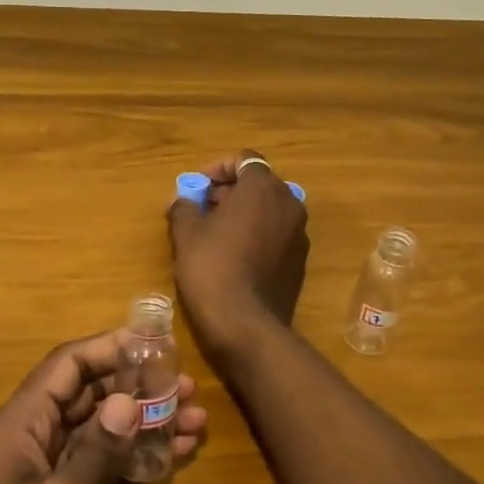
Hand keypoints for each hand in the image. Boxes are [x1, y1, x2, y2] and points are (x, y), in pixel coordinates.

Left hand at [0, 332, 205, 483]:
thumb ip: (98, 449)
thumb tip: (129, 398)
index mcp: (20, 425)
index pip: (68, 366)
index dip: (110, 348)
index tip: (157, 345)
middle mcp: (35, 441)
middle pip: (89, 396)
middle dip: (138, 388)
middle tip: (188, 387)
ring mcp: (51, 477)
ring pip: (103, 433)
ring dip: (146, 424)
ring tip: (197, 420)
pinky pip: (106, 469)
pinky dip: (138, 460)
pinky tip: (177, 456)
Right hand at [167, 149, 309, 356]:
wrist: (245, 324)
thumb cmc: (212, 267)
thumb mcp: (186, 233)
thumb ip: (184, 207)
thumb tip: (184, 201)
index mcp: (263, 188)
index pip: (244, 159)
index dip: (218, 168)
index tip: (197, 187)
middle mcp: (289, 203)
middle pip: (258, 184)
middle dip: (229, 191)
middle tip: (202, 209)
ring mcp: (299, 234)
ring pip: (269, 210)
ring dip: (244, 213)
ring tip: (214, 233)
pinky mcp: (300, 261)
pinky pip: (276, 235)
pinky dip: (257, 235)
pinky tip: (234, 256)